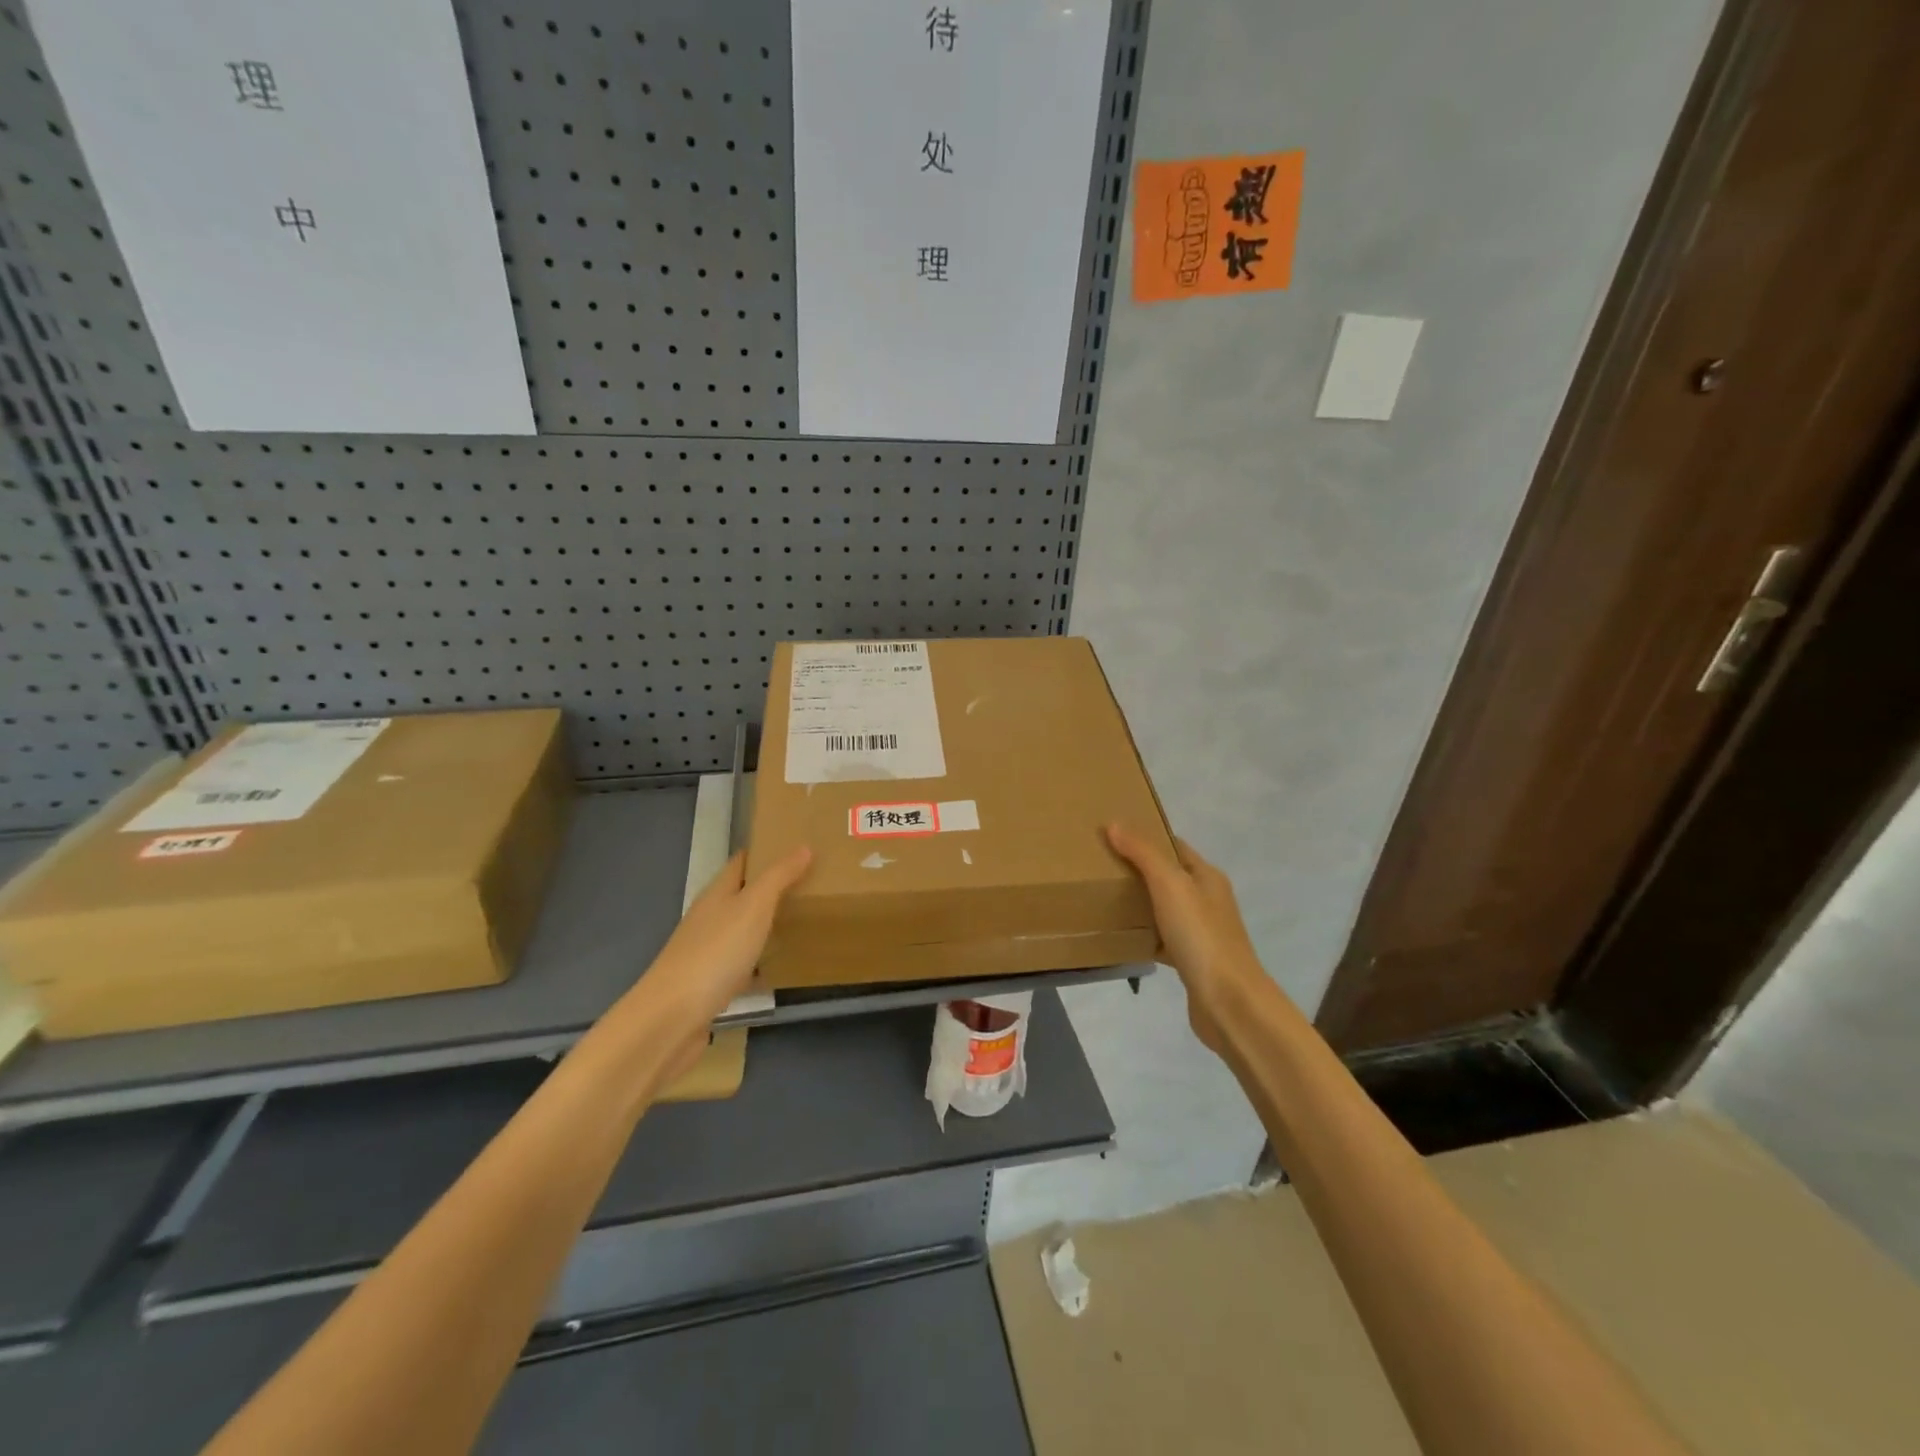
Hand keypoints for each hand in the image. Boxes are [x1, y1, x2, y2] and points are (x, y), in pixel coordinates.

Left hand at [636, 846, 811, 1026]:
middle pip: (741, 896)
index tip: (797, 847)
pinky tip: (778, 969)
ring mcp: (707, 953)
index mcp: (716, 895)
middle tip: (811, 884)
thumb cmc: (715, 953)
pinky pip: (741, 965)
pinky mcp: (710, 985)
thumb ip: (778, 877)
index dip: (765, 852)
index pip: (741, 863)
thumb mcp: (753, 907)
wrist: (671, 1019)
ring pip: (741, 931)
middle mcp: (709, 919)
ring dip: (765, 925)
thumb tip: (803, 847)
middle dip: (771, 889)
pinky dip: (759, 963)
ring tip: (802, 922)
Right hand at [1106, 823, 1267, 1054]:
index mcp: (1207, 877)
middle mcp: (1207, 900)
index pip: (1174, 846)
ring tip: (1104, 897)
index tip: (1112, 834)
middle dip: (1138, 869)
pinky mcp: (1191, 961)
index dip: (1146, 836)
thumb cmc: (1200, 935)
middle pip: (1169, 876)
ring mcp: (1201, 932)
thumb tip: (1115, 824)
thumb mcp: (1169, 885)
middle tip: (1100, 865)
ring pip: (1164, 909)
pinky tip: (1121, 938)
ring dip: (1140, 903)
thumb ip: (1143, 854)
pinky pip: (1162, 939)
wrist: (1228, 1001)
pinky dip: (1144, 936)